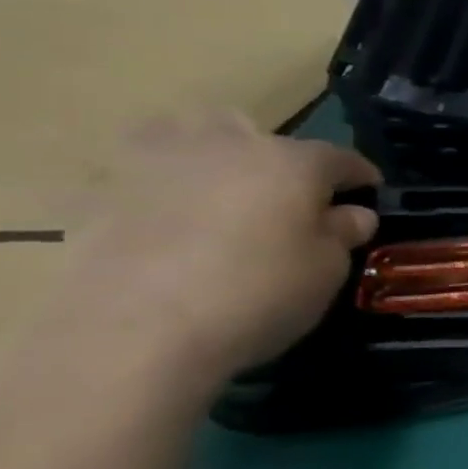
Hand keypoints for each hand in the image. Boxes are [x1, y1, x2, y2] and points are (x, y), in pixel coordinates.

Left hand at [61, 113, 380, 383]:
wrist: (133, 333)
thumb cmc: (259, 294)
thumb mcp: (328, 269)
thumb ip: (342, 233)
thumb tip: (350, 214)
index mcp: (292, 161)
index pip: (340, 158)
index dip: (360, 176)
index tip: (370, 193)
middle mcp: (227, 146)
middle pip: (258, 135)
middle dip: (276, 158)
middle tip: (286, 198)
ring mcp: (154, 164)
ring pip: (187, 137)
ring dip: (209, 158)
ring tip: (218, 195)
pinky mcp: (97, 194)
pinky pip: (139, 179)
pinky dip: (156, 192)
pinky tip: (166, 225)